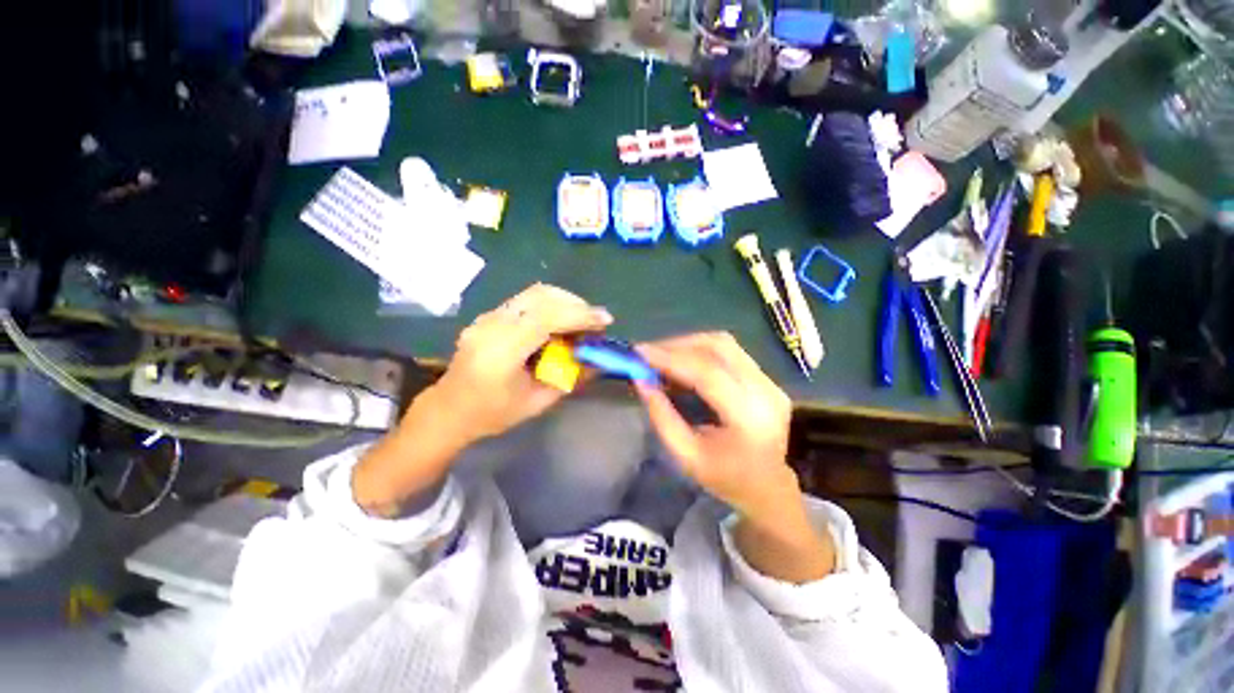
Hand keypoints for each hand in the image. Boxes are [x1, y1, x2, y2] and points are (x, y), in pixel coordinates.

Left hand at [433, 283, 612, 444]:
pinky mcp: (489, 315)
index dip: (580, 315)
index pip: (546, 318)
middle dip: (575, 304)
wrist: (448, 410)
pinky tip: (560, 322)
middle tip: (595, 320)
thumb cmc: (493, 414)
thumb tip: (600, 361)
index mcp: (502, 351)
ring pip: (534, 293)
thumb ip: (570, 379)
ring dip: (564, 302)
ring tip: (582, 320)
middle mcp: (492, 325)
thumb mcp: (537, 402)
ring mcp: (488, 317)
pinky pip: (526, 301)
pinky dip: (551, 306)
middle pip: (541, 296)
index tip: (605, 320)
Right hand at [635, 333, 795, 517]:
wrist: (768, 488)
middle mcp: (765, 392)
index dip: (671, 358)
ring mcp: (770, 382)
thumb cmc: (725, 478)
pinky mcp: (767, 378)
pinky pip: (730, 352)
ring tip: (663, 356)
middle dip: (678, 345)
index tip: (640, 352)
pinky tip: (683, 362)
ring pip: (725, 344)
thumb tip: (641, 380)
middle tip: (649, 353)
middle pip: (719, 347)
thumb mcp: (686, 455)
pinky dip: (701, 351)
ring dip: (689, 344)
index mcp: (748, 418)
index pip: (707, 373)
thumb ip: (662, 416)